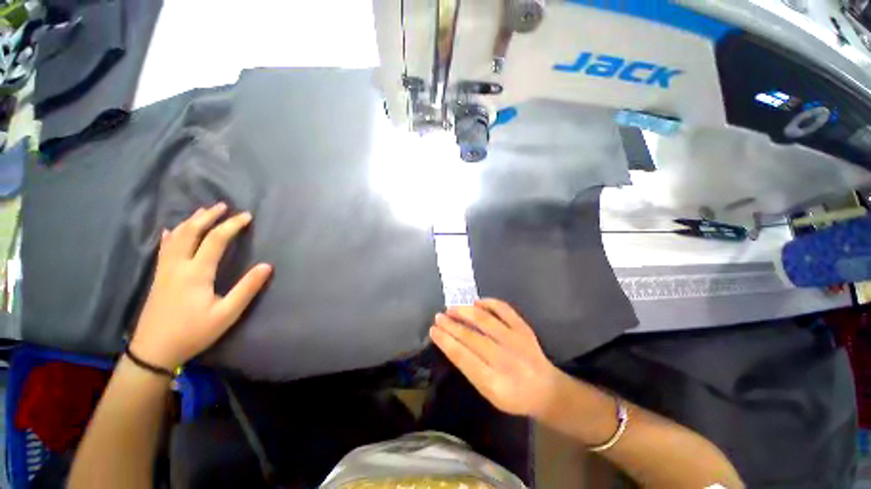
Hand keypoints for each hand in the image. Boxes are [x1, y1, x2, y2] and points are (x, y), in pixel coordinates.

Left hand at [130, 203, 271, 369]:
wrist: (153, 350)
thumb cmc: (193, 332)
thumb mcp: (227, 314)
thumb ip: (247, 288)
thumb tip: (266, 265)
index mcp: (197, 273)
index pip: (216, 240)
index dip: (232, 225)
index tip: (246, 216)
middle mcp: (178, 265)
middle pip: (192, 232)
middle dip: (208, 217)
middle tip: (223, 206)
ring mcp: (165, 270)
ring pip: (176, 237)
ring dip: (191, 221)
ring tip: (203, 211)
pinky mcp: (159, 277)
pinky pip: (164, 248)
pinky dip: (171, 235)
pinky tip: (172, 230)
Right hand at [430, 299, 562, 417]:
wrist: (546, 389)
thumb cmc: (512, 395)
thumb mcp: (487, 392)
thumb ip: (469, 368)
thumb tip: (451, 342)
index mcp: (492, 381)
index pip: (462, 356)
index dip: (445, 341)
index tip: (433, 330)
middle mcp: (503, 359)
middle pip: (470, 337)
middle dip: (450, 325)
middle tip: (438, 317)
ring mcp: (515, 340)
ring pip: (484, 320)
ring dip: (464, 312)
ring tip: (451, 308)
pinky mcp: (523, 328)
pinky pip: (504, 309)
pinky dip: (489, 303)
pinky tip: (476, 302)